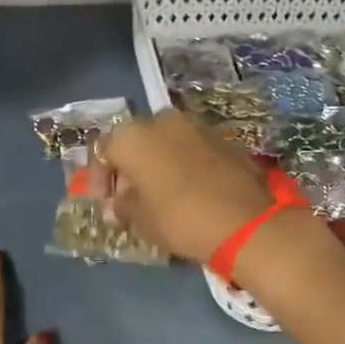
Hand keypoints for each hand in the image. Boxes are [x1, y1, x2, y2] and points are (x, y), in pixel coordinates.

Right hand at [92, 111, 300, 263]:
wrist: (245, 222)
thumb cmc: (179, 218)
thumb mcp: (140, 220)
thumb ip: (122, 207)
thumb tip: (114, 206)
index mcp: (133, 136)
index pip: (103, 151)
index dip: (99, 178)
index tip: (103, 203)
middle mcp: (162, 121)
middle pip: (136, 142)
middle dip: (130, 168)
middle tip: (130, 199)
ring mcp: (197, 127)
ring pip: (166, 143)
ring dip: (158, 165)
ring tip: (160, 196)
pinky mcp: (224, 140)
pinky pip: (193, 151)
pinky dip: (185, 166)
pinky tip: (189, 191)